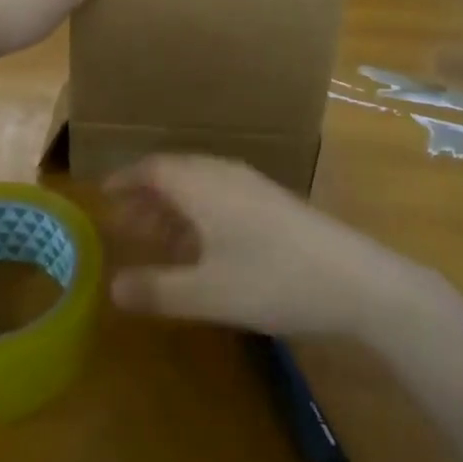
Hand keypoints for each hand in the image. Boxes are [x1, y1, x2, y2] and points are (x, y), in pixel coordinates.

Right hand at [106, 155, 432, 338]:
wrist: (358, 281)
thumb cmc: (274, 281)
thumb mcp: (207, 293)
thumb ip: (157, 290)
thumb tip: (111, 288)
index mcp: (203, 185)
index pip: (153, 168)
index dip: (126, 179)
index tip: (103, 195)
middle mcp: (226, 176)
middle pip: (176, 174)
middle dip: (147, 197)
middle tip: (124, 225)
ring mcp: (255, 187)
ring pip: (202, 186)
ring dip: (175, 208)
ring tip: (158, 239)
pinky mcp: (276, 204)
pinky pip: (224, 197)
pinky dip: (202, 215)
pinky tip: (205, 248)